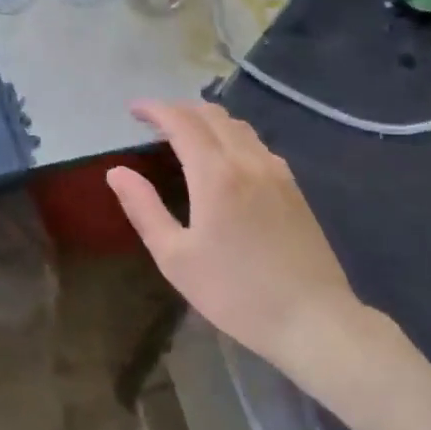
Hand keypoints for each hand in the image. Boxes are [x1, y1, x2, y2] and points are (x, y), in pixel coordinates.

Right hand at [107, 101, 384, 385]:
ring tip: (186, 135)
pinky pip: (257, 144)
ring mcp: (277, 172)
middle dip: (180, 109)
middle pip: (212, 115)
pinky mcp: (294, 188)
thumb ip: (144, 209)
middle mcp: (248, 161)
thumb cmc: (235, 293)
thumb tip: (117, 172)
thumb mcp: (176, 258)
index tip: (132, 109)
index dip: (155, 109)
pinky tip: (225, 159)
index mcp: (216, 174)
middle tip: (154, 122)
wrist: (313, 320)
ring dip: (207, 120)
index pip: (181, 122)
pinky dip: (231, 136)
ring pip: (238, 126)